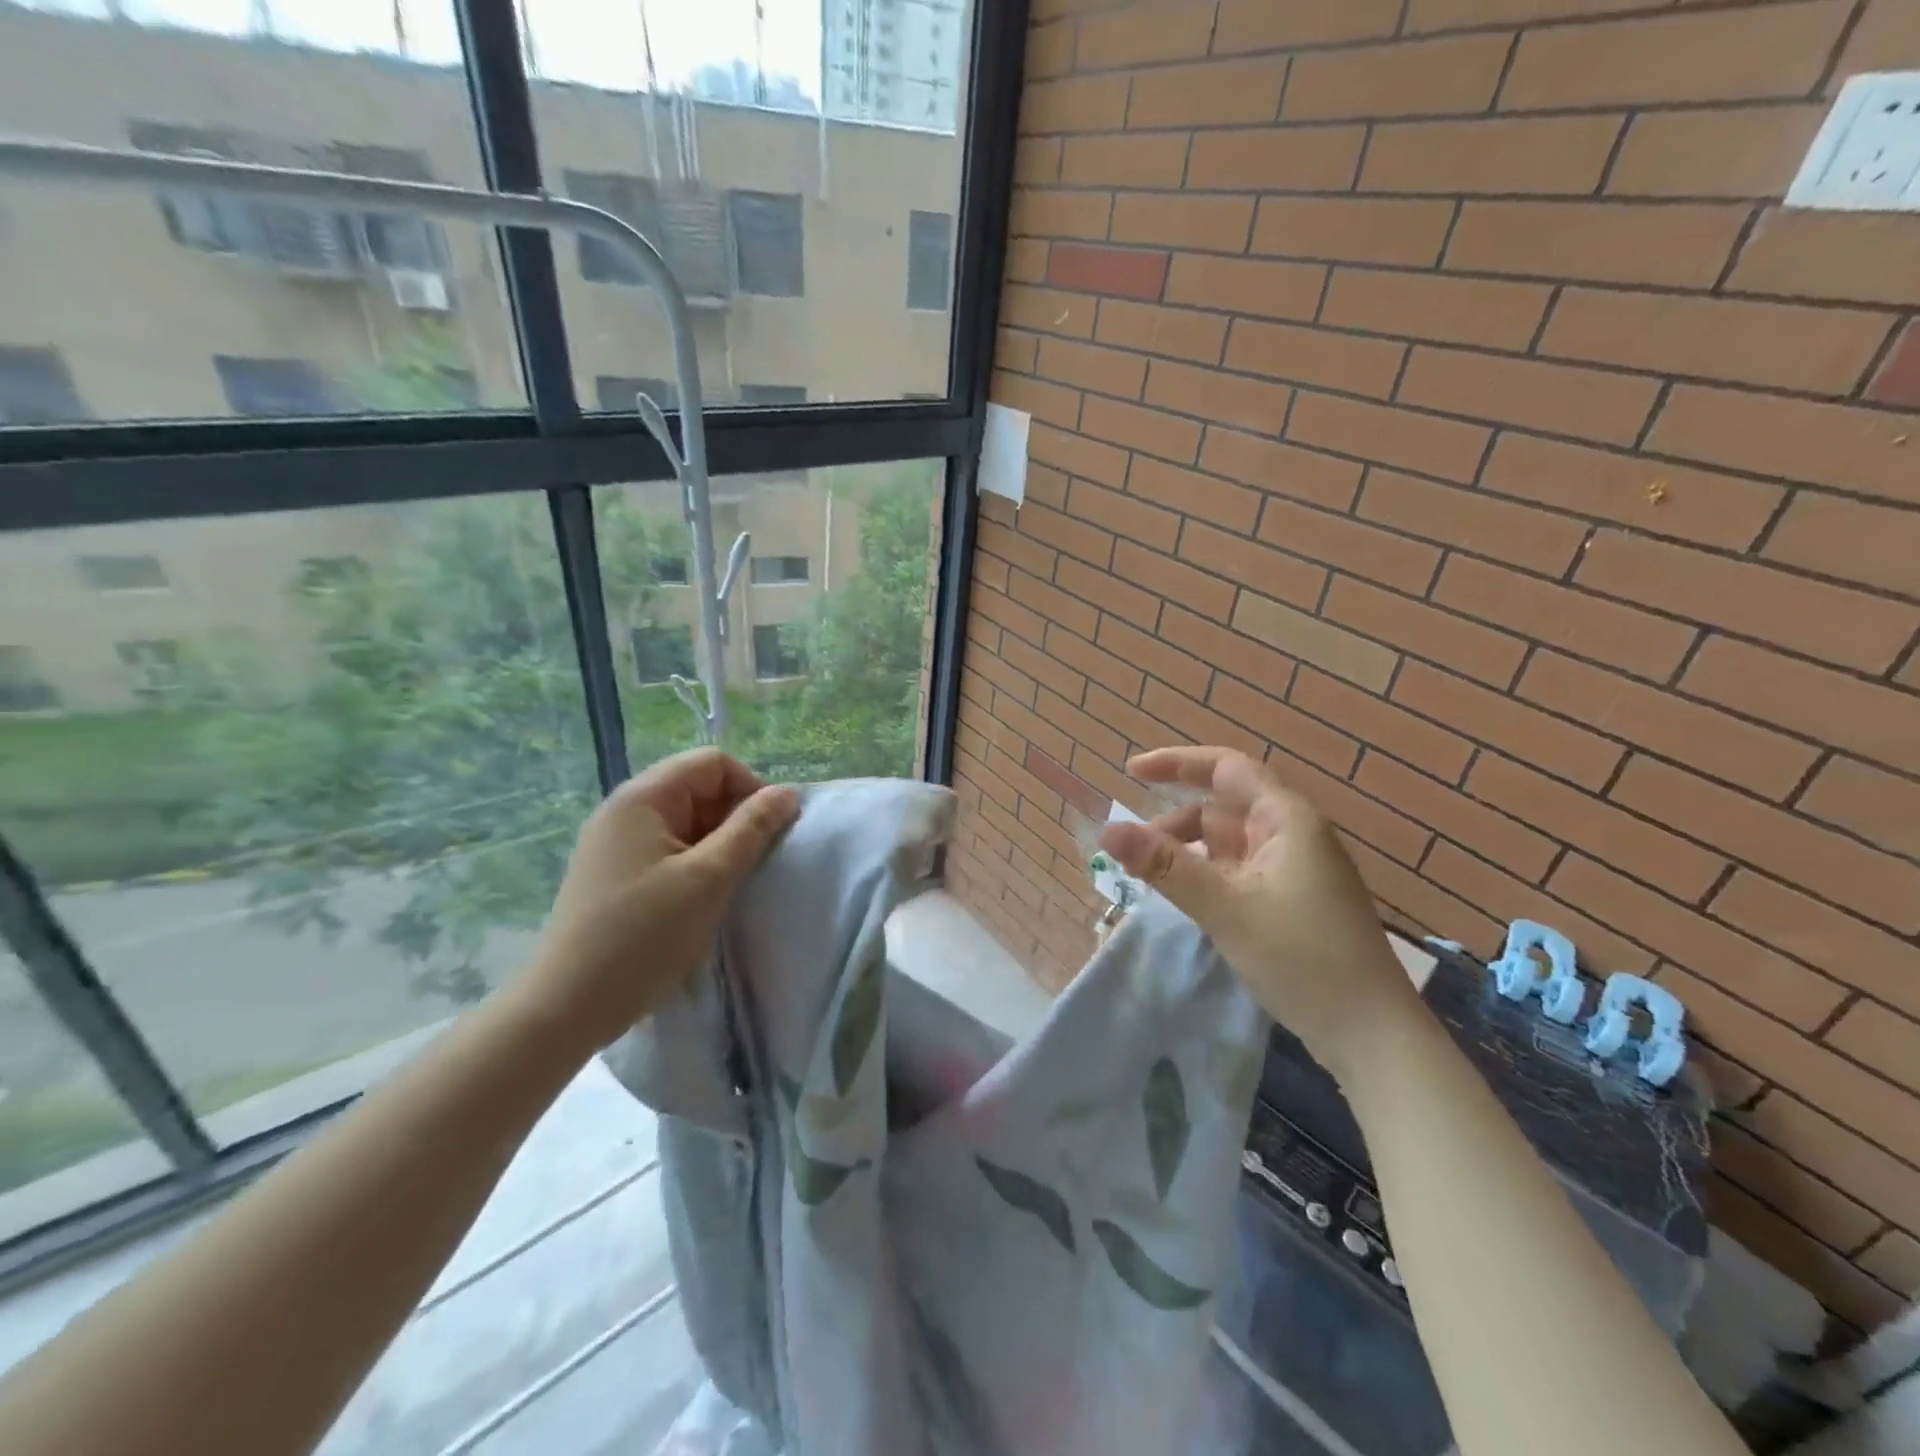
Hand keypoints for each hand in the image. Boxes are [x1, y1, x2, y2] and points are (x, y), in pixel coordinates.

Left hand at [522, 748, 799, 1053]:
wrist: (568, 1007)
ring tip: (728, 884)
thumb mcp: (710, 878)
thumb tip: (787, 792)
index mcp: (642, 798)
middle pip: (697, 788)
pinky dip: (694, 863)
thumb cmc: (644, 936)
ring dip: (717, 844)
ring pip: (685, 822)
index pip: (712, 763)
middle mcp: (624, 810)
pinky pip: (667, 849)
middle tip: (751, 863)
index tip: (768, 833)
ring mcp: (615, 843)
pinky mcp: (613, 874)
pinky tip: (700, 898)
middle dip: (734, 818)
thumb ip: (752, 829)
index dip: (749, 788)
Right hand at [1096, 746, 1424, 1079]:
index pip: (1226, 768)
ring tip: (1154, 880)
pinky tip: (1188, 899)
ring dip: (1189, 853)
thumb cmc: (1302, 957)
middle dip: (1176, 822)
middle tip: (1135, 852)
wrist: (1372, 1034)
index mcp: (1286, 819)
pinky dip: (1207, 875)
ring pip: (1229, 843)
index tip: (1131, 771)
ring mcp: (1295, 870)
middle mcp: (1293, 834)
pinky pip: (1239, 871)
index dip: (1177, 762)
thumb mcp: (1224, 907)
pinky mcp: (1293, 901)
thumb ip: (1164, 866)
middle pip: (1223, 808)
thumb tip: (1106, 830)